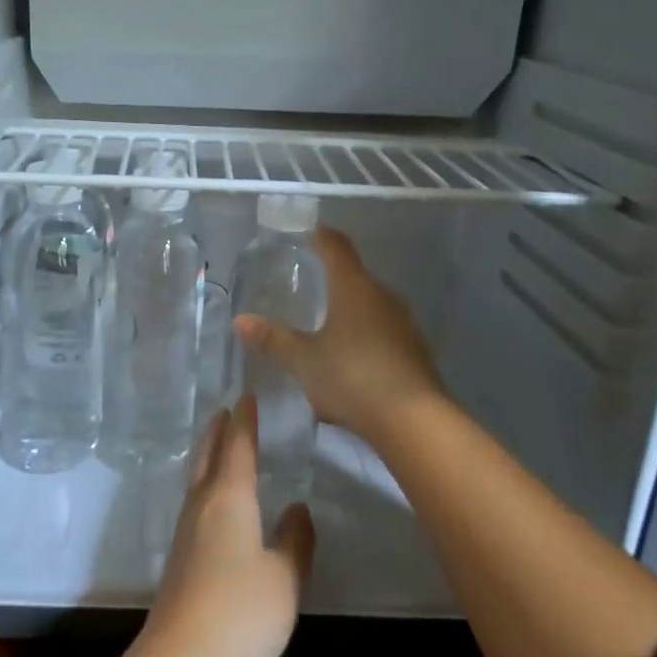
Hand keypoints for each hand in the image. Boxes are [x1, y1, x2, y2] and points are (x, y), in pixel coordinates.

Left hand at [137, 397, 314, 656]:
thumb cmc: (240, 613)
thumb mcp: (284, 577)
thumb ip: (295, 540)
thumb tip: (297, 507)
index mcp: (229, 498)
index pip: (238, 446)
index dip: (245, 420)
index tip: (246, 395)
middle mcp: (202, 505)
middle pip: (207, 455)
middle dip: (218, 431)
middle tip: (225, 410)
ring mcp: (185, 531)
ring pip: (197, 478)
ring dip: (207, 455)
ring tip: (219, 445)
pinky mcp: (179, 557)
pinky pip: (194, 502)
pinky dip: (205, 484)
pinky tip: (214, 502)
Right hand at [233, 227, 447, 445]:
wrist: (414, 421)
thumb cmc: (352, 378)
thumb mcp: (304, 360)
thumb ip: (273, 339)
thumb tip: (241, 320)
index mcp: (354, 287)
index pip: (336, 246)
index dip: (320, 237)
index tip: (307, 235)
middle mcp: (382, 296)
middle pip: (354, 277)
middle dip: (331, 281)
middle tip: (306, 289)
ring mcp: (404, 324)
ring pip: (370, 306)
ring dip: (349, 313)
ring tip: (324, 329)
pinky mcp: (415, 351)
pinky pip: (383, 333)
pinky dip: (364, 338)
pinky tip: (350, 362)